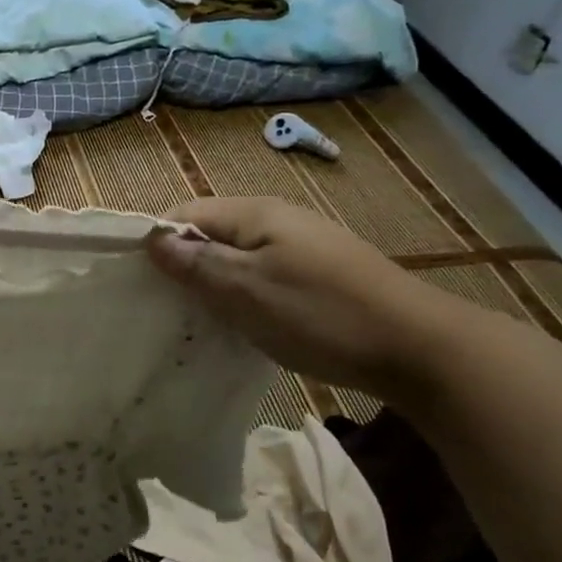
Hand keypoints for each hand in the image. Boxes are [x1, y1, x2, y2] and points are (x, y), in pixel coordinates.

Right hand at [148, 196, 447, 395]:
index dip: (159, 243)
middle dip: (185, 265)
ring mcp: (302, 245)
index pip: (185, 213)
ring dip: (214, 284)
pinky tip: (245, 323)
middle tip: (169, 308)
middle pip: (211, 233)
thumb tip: (152, 240)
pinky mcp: (320, 272)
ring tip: (202, 320)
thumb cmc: (321, 315)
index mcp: (256, 213)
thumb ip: (197, 264)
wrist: (418, 348)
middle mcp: (278, 219)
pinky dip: (244, 294)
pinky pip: (263, 274)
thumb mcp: (247, 291)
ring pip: (237, 257)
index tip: (143, 284)